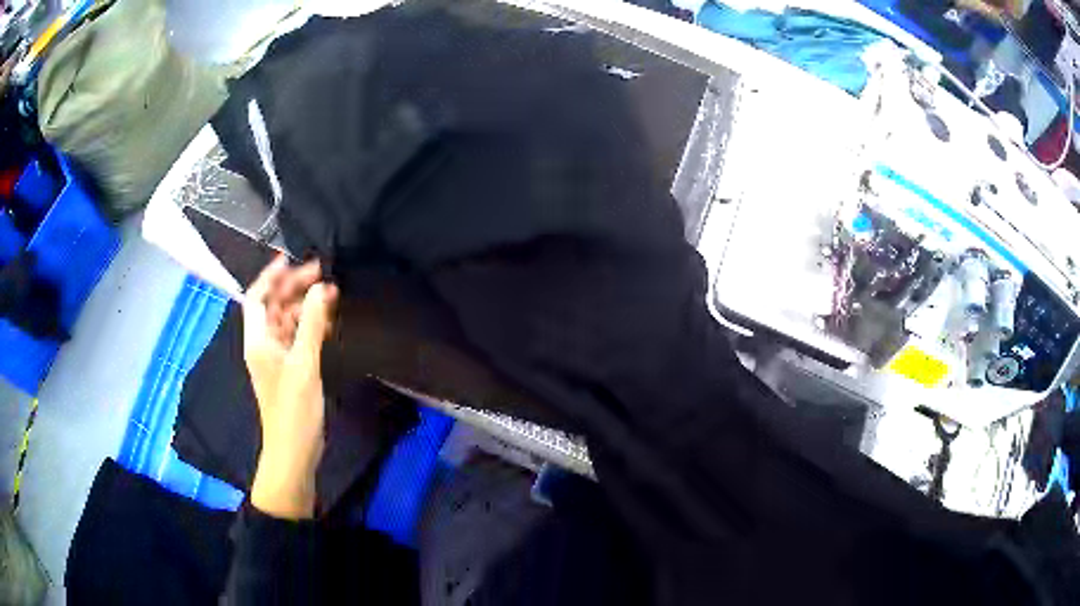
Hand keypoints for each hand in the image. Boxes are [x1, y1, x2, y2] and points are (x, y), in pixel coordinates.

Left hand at [244, 256, 338, 519]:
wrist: (293, 452)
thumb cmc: (293, 410)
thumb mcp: (304, 365)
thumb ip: (312, 324)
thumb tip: (321, 289)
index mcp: (258, 340)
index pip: (257, 297)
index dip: (271, 276)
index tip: (291, 258)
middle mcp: (263, 345)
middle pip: (273, 306)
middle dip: (293, 288)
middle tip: (321, 274)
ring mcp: (276, 358)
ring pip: (287, 321)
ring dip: (305, 307)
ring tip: (330, 295)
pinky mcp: (289, 370)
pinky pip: (296, 338)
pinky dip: (310, 326)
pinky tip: (328, 322)